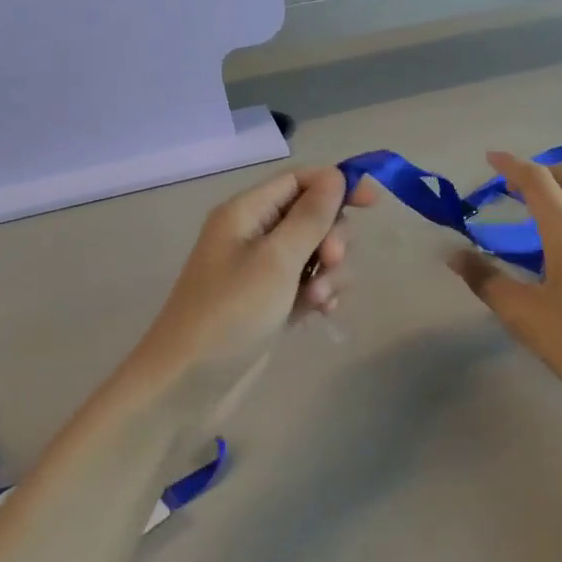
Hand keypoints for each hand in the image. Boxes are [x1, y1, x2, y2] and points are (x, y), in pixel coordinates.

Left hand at [134, 167, 375, 379]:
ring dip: (328, 272)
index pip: (299, 180)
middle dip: (331, 237)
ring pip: (315, 253)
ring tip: (317, 301)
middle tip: (330, 262)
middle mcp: (253, 235)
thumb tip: (336, 176)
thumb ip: (310, 216)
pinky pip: (307, 284)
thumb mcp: (276, 259)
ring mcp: (261, 272)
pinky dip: (319, 294)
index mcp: (246, 212)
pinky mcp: (270, 303)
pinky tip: (322, 313)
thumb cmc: (231, 312)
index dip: (336, 185)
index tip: (373, 203)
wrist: (188, 385)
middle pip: (311, 216)